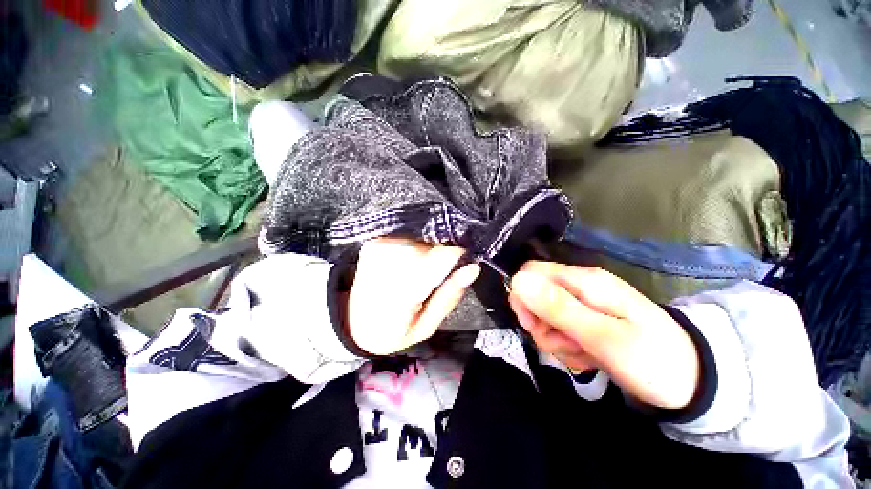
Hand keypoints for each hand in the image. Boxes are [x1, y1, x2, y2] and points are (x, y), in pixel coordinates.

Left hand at [347, 237, 479, 355]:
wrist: (353, 321)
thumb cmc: (393, 331)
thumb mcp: (426, 327)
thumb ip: (449, 296)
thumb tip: (473, 267)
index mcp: (401, 291)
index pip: (441, 256)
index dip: (457, 256)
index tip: (462, 265)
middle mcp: (389, 262)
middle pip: (432, 245)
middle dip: (441, 259)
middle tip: (434, 280)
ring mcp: (379, 248)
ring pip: (423, 240)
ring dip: (428, 255)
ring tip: (419, 275)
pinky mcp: (376, 242)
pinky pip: (409, 238)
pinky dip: (415, 250)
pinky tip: (408, 267)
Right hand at [508, 261, 699, 409]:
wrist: (694, 382)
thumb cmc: (654, 359)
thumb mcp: (604, 337)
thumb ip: (558, 307)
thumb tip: (518, 280)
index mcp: (584, 280)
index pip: (530, 272)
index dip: (522, 296)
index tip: (533, 325)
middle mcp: (579, 286)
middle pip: (534, 294)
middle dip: (540, 323)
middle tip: (563, 344)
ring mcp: (582, 303)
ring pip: (544, 315)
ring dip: (554, 338)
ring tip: (583, 354)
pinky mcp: (585, 319)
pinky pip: (558, 329)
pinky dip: (565, 346)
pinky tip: (587, 356)